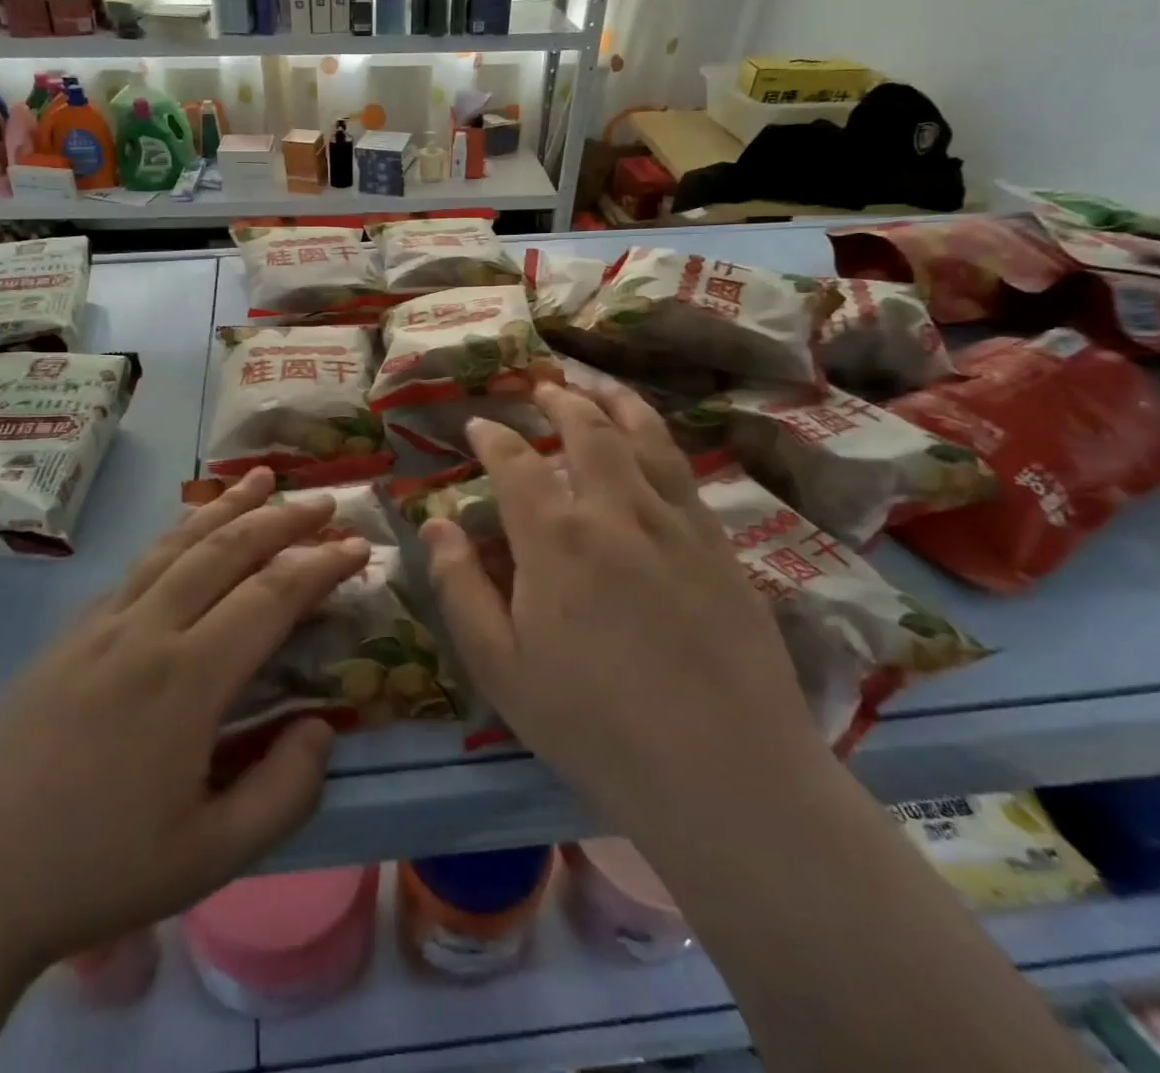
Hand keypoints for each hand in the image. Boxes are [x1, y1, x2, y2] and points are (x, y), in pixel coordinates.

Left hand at [0, 469, 366, 975]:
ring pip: (178, 544)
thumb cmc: (96, 871)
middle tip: (325, 500)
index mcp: (187, 680)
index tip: (358, 546)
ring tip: (262, 478)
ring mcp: (102, 624)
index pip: (271, 596)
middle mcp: (147, 631)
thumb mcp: (210, 857)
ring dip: (227, 507)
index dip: (321, 565)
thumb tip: (321, 728)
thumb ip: (283, 792)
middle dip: (283, 519)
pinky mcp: (70, 632)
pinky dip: (178, 534)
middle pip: (227, 550)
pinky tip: (190, 531)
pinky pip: (138, 565)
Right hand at [420, 381, 829, 841]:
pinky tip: (654, 443)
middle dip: (559, 400)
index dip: (492, 437)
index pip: (515, 462)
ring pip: (644, 437)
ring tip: (598, 386)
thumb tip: (435, 522)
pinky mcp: (719, 544)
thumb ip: (460, 588)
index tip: (478, 424)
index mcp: (555, 538)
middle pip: (586, 430)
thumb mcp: (501, 667)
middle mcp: (615, 510)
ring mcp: (675, 522)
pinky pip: (685, 471)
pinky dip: (660, 440)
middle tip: (542, 387)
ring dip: (616, 403)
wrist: (724, 772)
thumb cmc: (594, 725)